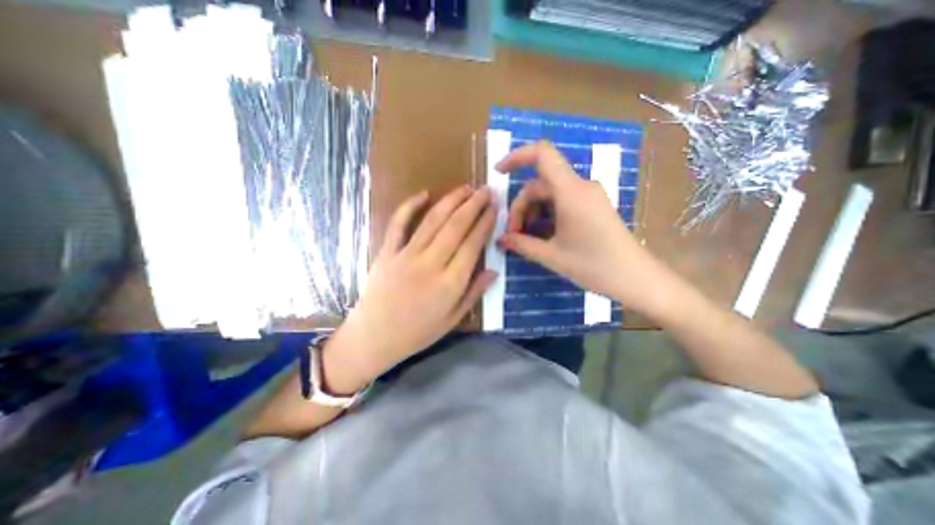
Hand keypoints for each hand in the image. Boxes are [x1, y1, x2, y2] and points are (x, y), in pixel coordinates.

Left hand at [330, 184, 503, 385]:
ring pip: (432, 220)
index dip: (485, 223)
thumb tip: (494, 271)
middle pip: (456, 226)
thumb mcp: (453, 319)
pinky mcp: (387, 252)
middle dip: (474, 204)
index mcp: (450, 283)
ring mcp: (406, 255)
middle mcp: (430, 264)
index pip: (473, 245)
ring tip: (466, 188)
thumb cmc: (418, 333)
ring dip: (451, 200)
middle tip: (486, 189)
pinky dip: (409, 206)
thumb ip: (474, 293)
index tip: (495, 207)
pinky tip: (424, 193)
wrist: (374, 337)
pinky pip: (398, 224)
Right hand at [500, 140, 659, 310]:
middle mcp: (580, 187)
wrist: (635, 278)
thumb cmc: (593, 266)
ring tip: (527, 238)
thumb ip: (522, 244)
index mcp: (570, 192)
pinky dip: (547, 214)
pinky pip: (562, 201)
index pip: (542, 154)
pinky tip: (543, 235)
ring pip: (550, 194)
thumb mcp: (552, 256)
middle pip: (540, 184)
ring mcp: (588, 196)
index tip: (499, 173)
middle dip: (521, 206)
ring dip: (533, 212)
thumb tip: (501, 239)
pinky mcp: (592, 206)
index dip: (517, 157)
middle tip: (514, 234)